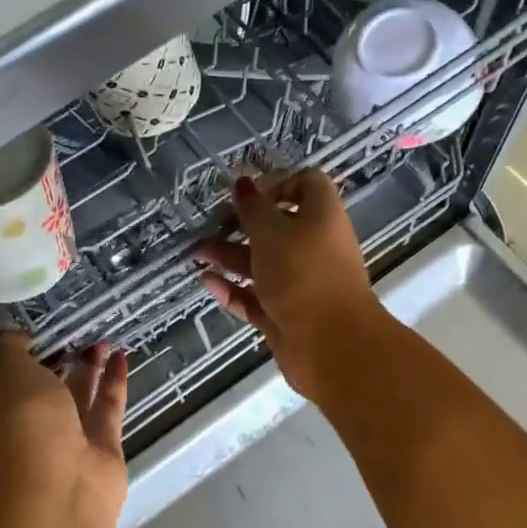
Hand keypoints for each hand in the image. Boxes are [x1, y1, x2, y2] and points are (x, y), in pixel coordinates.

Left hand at [0, 332, 128, 516]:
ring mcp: (66, 436)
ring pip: (78, 394)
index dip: (24, 349)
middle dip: (60, 357)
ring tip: (103, 337)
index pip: (6, 372)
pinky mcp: (100, 445)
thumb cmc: (24, 419)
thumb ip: (10, 346)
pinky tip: (122, 355)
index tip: (44, 327)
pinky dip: (114, 380)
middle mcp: (28, 422)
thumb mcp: (6, 368)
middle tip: (79, 328)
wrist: (59, 484)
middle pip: (45, 384)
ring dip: (90, 366)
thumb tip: (20, 338)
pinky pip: (107, 405)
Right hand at [194, 171, 387, 402]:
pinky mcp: (285, 314)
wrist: (330, 344)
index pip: (307, 185)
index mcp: (321, 218)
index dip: (278, 183)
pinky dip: (233, 289)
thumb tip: (243, 184)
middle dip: (242, 224)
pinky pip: (256, 296)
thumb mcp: (271, 232)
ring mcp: (300, 284)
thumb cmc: (302, 273)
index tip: (247, 194)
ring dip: (229, 256)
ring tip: (196, 254)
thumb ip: (253, 208)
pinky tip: (206, 282)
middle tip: (211, 223)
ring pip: (262, 263)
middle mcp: (314, 247)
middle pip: (277, 227)